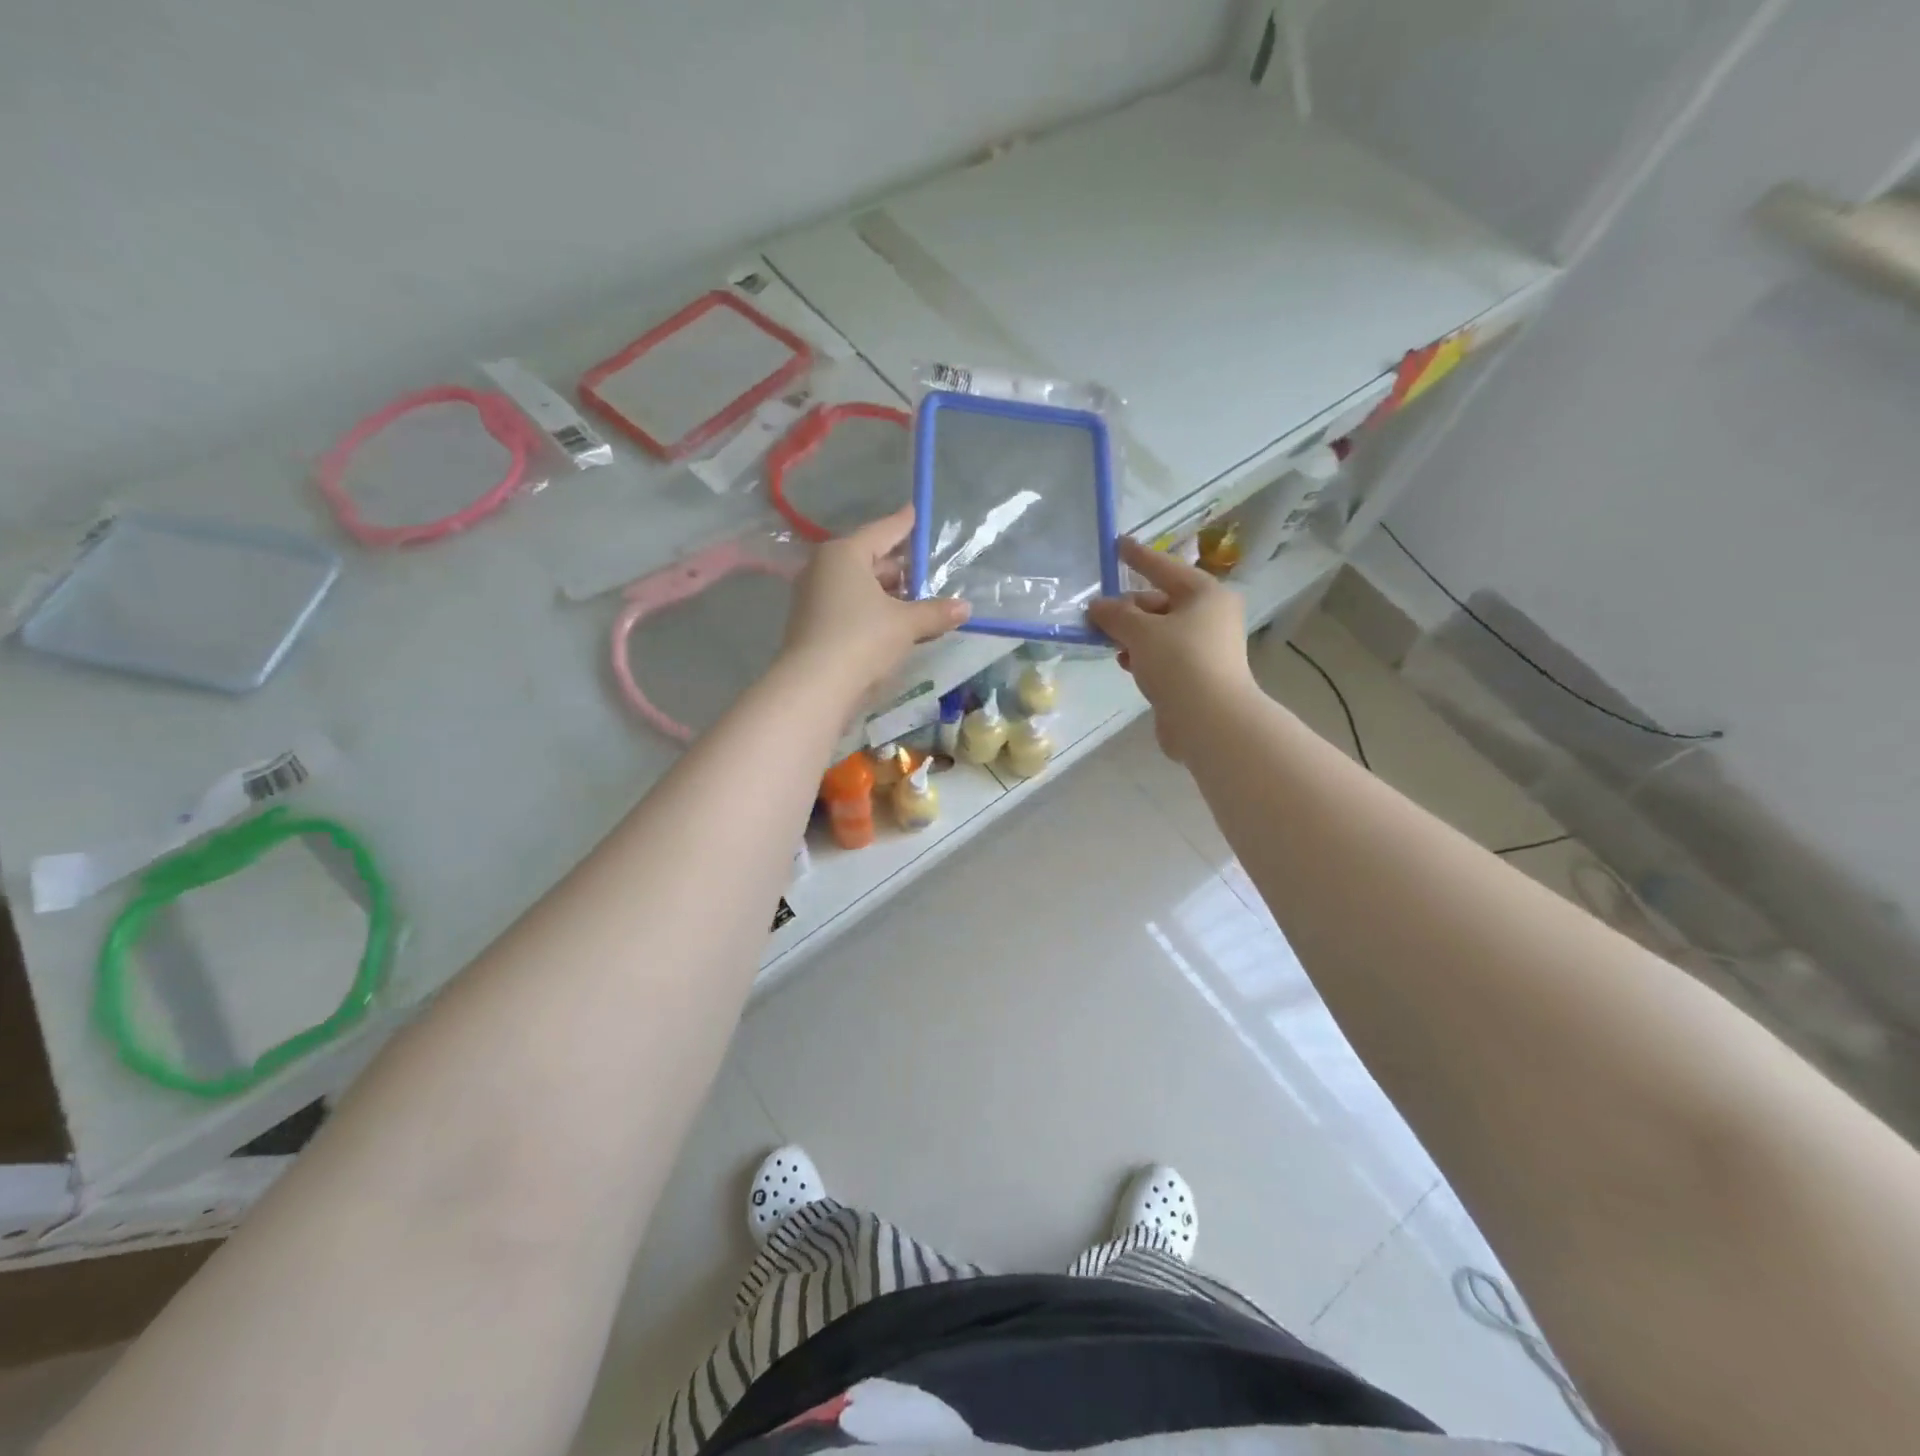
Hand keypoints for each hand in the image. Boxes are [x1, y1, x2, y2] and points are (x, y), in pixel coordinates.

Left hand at [780, 507, 969, 694]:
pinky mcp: (813, 625)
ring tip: (919, 603)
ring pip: (860, 587)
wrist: (814, 686)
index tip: (916, 512)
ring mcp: (814, 597)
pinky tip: (896, 626)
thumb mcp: (906, 624)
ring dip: (889, 594)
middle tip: (928, 572)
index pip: (882, 531)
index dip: (904, 524)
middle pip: (869, 560)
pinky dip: (873, 612)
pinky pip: (850, 607)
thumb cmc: (862, 639)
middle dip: (900, 568)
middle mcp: (824, 568)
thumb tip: (965, 608)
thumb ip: (936, 612)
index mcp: (844, 554)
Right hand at [1087, 538, 1256, 758]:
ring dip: (1131, 635)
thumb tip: (1097, 606)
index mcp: (1205, 594)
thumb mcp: (1141, 632)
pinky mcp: (1196, 675)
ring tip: (1105, 641)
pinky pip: (1162, 655)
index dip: (1138, 556)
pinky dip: (1142, 655)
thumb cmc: (1179, 662)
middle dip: (1127, 608)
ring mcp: (1205, 647)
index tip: (1117, 544)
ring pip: (1159, 631)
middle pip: (1160, 602)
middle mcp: (1210, 616)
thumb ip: (1116, 615)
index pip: (1164, 567)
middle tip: (1096, 616)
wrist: (1210, 720)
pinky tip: (1124, 662)